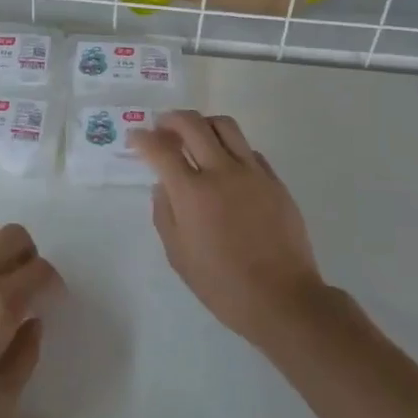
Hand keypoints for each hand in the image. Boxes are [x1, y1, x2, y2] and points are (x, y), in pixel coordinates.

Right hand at [132, 111, 333, 347]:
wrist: (282, 298)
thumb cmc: (222, 284)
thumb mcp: (178, 255)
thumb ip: (164, 213)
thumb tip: (163, 185)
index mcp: (192, 193)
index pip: (160, 150)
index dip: (143, 138)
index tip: (135, 137)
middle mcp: (221, 172)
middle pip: (192, 124)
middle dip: (171, 119)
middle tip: (162, 126)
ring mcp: (252, 173)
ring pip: (225, 126)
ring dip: (203, 123)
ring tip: (194, 135)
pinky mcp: (274, 181)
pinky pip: (248, 149)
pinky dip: (230, 147)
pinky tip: (225, 164)